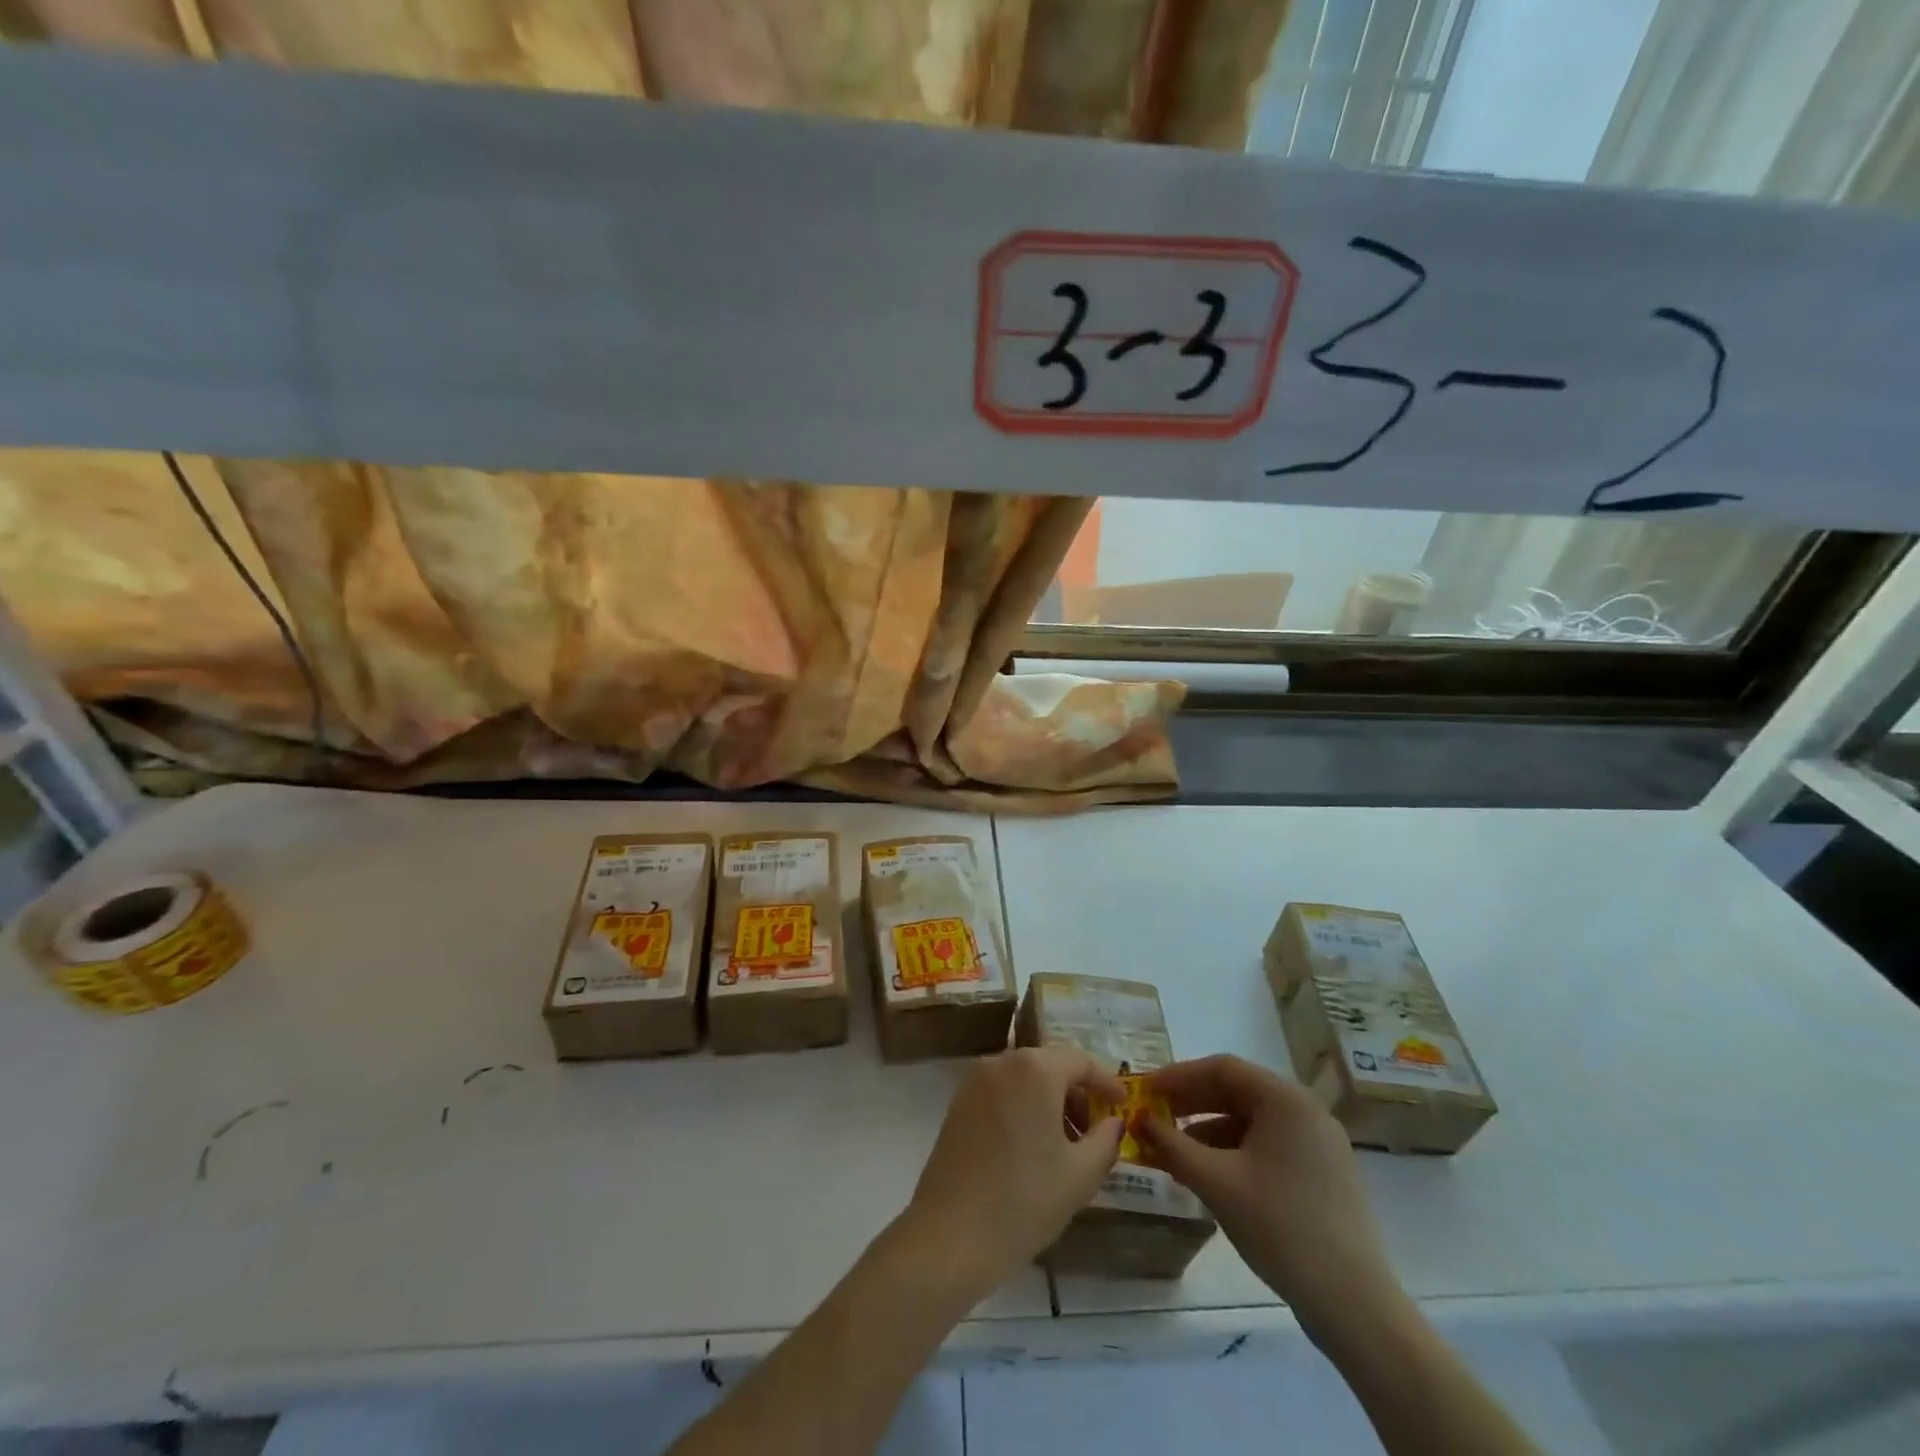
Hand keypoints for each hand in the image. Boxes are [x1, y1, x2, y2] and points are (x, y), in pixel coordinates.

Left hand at [899, 1048, 1124, 1300]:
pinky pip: (1001, 1093)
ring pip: (1024, 1079)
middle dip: (1077, 1093)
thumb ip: (1106, 1140)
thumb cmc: (1024, 1200)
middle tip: (1096, 1129)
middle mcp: (1002, 1062)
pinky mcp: (958, 1104)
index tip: (1124, 1103)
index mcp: (1035, 1069)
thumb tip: (1113, 1122)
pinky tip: (1032, 1147)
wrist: (950, 1234)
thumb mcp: (1081, 1175)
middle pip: (1050, 1066)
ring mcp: (975, 1081)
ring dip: (1049, 1101)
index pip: (1080, 1061)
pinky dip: (1022, 1107)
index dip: (1106, 1081)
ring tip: (1066, 1144)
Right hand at [1138, 1055, 1405, 1342]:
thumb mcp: (1216, 1183)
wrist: (1354, 1306)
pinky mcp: (1321, 1172)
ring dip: (1208, 1130)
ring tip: (1172, 1151)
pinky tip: (1208, 1173)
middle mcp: (1305, 1110)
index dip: (1178, 1076)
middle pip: (1237, 1091)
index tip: (1144, 1091)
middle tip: (1152, 1116)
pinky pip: (1267, 1144)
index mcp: (1286, 1099)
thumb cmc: (1281, 1229)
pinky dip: (1233, 1151)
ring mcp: (1318, 1142)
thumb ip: (1172, 1145)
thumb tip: (1138, 1120)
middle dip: (1190, 1103)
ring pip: (1250, 1120)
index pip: (1222, 1068)